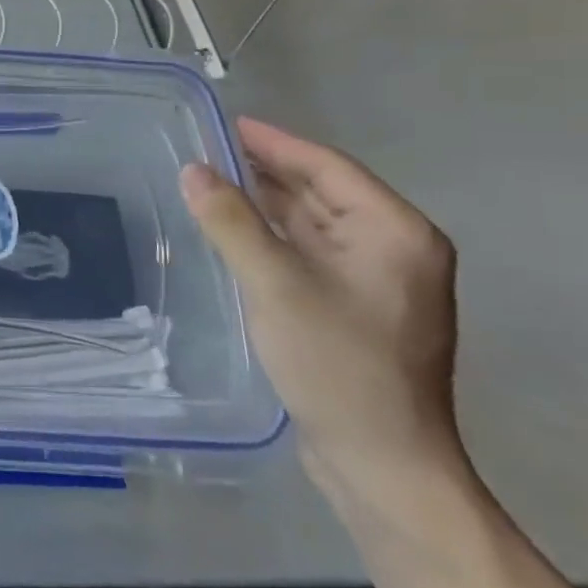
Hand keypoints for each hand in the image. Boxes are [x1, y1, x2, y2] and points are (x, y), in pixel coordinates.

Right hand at [180, 118, 464, 508]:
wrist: (382, 463)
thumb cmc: (338, 364)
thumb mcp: (276, 284)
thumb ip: (231, 221)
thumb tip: (192, 169)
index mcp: (395, 233)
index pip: (329, 167)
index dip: (275, 143)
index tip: (226, 123)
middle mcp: (395, 249)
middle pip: (323, 192)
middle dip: (267, 170)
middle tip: (207, 150)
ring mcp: (378, 281)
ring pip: (314, 223)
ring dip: (267, 203)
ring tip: (211, 182)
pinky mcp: (357, 308)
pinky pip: (309, 252)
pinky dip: (273, 236)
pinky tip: (234, 232)